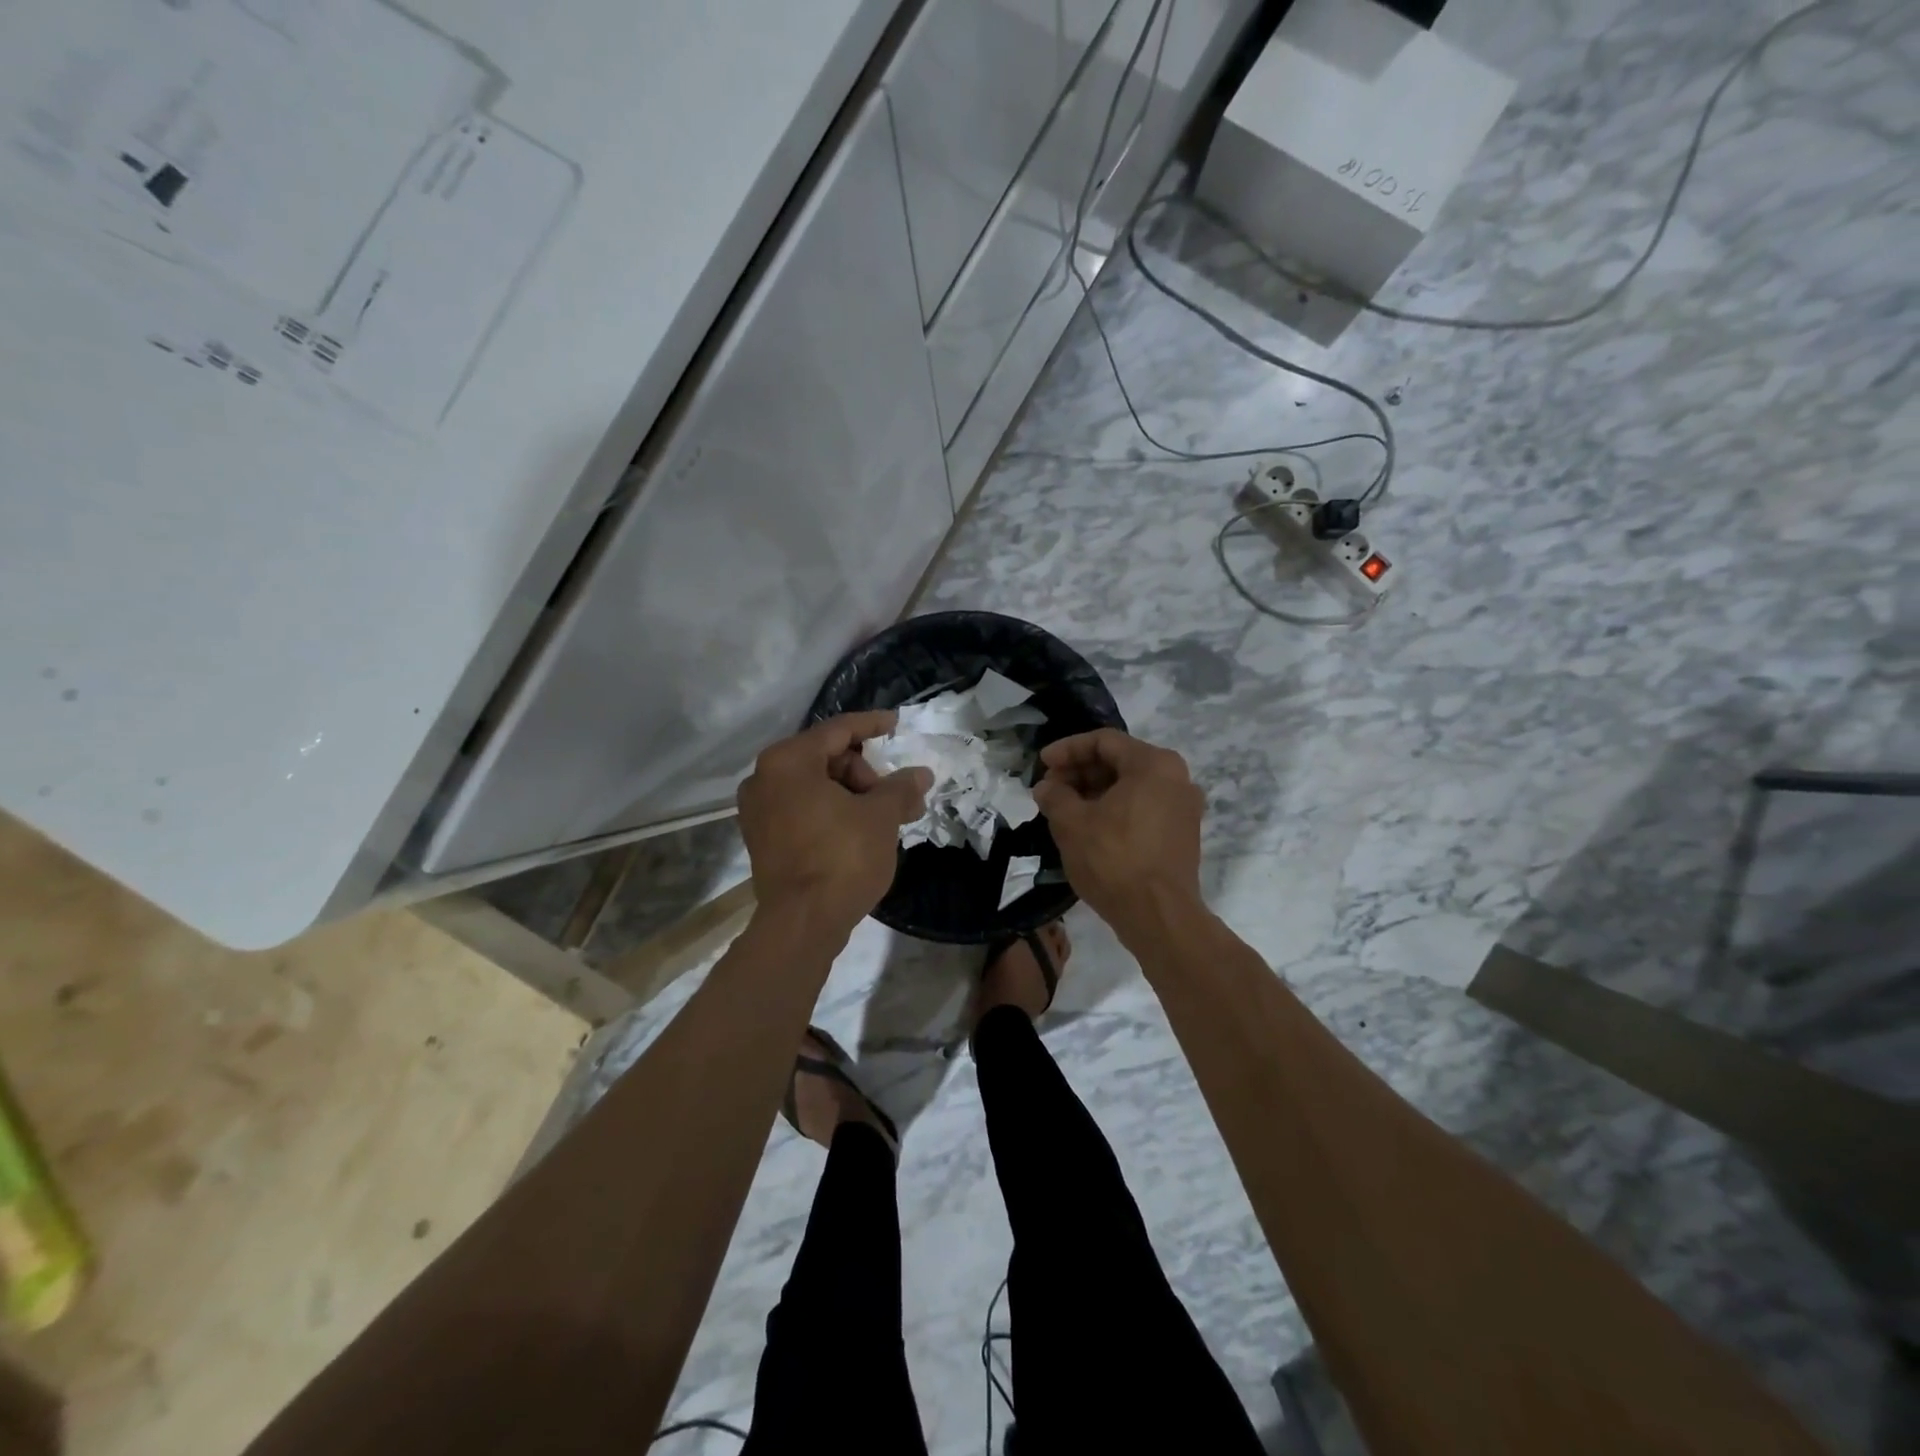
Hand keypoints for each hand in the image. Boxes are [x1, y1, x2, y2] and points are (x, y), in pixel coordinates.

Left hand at [738, 712, 931, 945]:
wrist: (802, 923)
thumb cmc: (842, 857)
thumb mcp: (881, 816)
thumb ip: (901, 787)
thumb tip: (921, 774)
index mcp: (788, 761)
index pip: (838, 730)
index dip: (872, 725)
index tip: (896, 725)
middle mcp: (764, 778)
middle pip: (826, 758)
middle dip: (866, 772)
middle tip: (897, 795)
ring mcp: (758, 811)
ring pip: (815, 786)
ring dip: (854, 795)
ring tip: (888, 817)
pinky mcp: (762, 839)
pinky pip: (803, 809)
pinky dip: (832, 811)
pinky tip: (861, 829)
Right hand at [1031, 730, 1205, 938]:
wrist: (1159, 916)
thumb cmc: (1114, 859)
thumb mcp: (1072, 823)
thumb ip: (1055, 796)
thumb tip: (1047, 788)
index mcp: (1154, 764)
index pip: (1103, 741)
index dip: (1067, 749)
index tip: (1042, 765)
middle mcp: (1176, 778)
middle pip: (1120, 761)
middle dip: (1081, 772)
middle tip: (1050, 789)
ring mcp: (1183, 808)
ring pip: (1131, 786)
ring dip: (1095, 792)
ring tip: (1064, 809)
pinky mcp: (1182, 834)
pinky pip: (1143, 808)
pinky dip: (1115, 809)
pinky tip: (1089, 827)